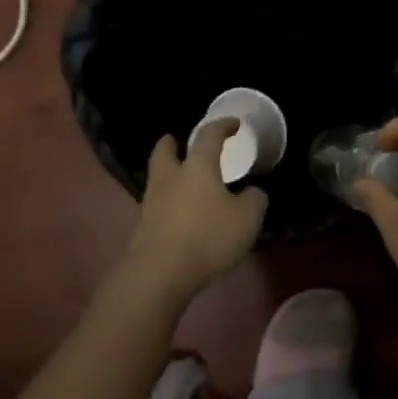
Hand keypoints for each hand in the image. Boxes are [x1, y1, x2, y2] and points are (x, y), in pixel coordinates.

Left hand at [117, 123, 267, 308]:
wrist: (159, 274)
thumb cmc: (208, 237)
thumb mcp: (247, 219)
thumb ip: (254, 200)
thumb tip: (253, 192)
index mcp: (197, 167)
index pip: (209, 136)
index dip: (222, 126)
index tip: (233, 124)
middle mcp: (170, 178)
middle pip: (164, 151)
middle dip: (172, 144)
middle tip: (179, 142)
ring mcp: (151, 202)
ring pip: (158, 178)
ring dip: (169, 174)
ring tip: (185, 181)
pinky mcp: (143, 227)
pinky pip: (157, 205)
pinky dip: (169, 202)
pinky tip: (181, 214)